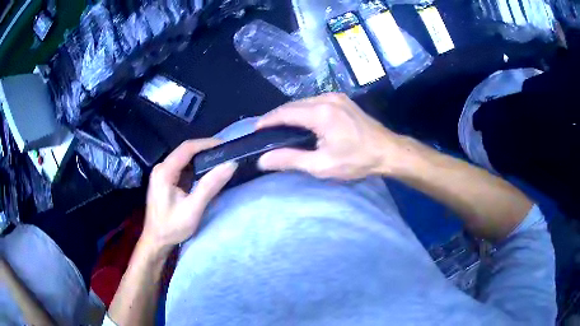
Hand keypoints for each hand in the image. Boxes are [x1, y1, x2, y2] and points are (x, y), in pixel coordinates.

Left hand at [141, 139, 236, 254]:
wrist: (156, 241)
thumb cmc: (172, 227)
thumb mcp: (193, 208)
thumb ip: (210, 186)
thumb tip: (230, 165)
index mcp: (164, 171)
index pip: (187, 148)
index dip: (207, 143)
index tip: (225, 145)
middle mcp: (161, 168)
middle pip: (185, 152)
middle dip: (205, 151)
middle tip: (225, 154)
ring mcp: (162, 174)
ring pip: (185, 160)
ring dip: (201, 160)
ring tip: (220, 162)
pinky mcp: (165, 181)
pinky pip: (182, 169)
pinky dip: (196, 169)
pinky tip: (206, 174)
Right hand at [257, 93, 401, 179]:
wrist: (388, 151)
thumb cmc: (357, 161)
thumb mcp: (322, 166)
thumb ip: (290, 160)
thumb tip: (263, 160)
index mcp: (321, 113)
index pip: (284, 113)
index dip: (267, 121)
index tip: (254, 130)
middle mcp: (326, 98)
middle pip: (293, 105)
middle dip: (277, 117)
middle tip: (265, 132)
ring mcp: (336, 96)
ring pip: (303, 102)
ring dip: (290, 113)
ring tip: (280, 129)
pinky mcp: (342, 99)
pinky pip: (315, 102)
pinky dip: (303, 111)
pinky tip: (301, 122)